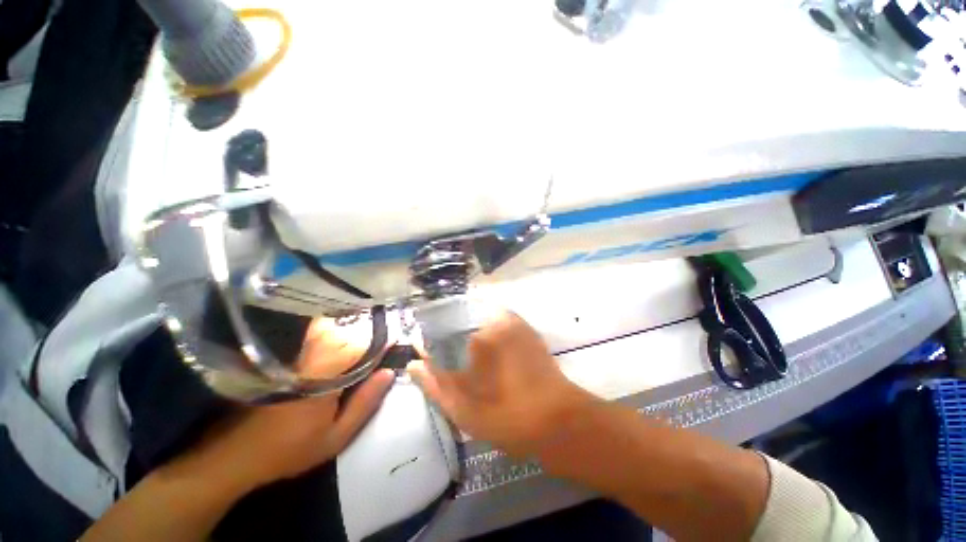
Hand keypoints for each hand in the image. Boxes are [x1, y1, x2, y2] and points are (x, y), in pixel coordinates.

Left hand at [163, 315, 394, 493]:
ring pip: (330, 330)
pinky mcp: (286, 357)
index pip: (362, 347)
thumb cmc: (290, 450)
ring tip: (368, 333)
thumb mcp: (336, 437)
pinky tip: (340, 339)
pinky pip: (314, 336)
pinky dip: (331, 332)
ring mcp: (295, 355)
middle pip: (347, 332)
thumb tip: (389, 372)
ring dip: (351, 328)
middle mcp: (311, 358)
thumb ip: (365, 403)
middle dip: (370, 330)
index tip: (398, 338)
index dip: (383, 341)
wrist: (237, 455)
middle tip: (386, 334)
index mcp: (325, 376)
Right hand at [407, 311, 592, 457]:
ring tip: (478, 364)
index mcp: (478, 337)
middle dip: (456, 342)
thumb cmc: (507, 417)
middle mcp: (496, 321)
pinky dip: (492, 336)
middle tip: (460, 367)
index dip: (436, 346)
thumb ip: (434, 383)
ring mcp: (515, 323)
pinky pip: (500, 325)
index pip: (444, 331)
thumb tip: (413, 363)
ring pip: (482, 324)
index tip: (434, 360)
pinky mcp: (527, 329)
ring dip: (475, 338)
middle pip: (463, 325)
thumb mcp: (463, 409)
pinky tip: (495, 357)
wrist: (556, 420)